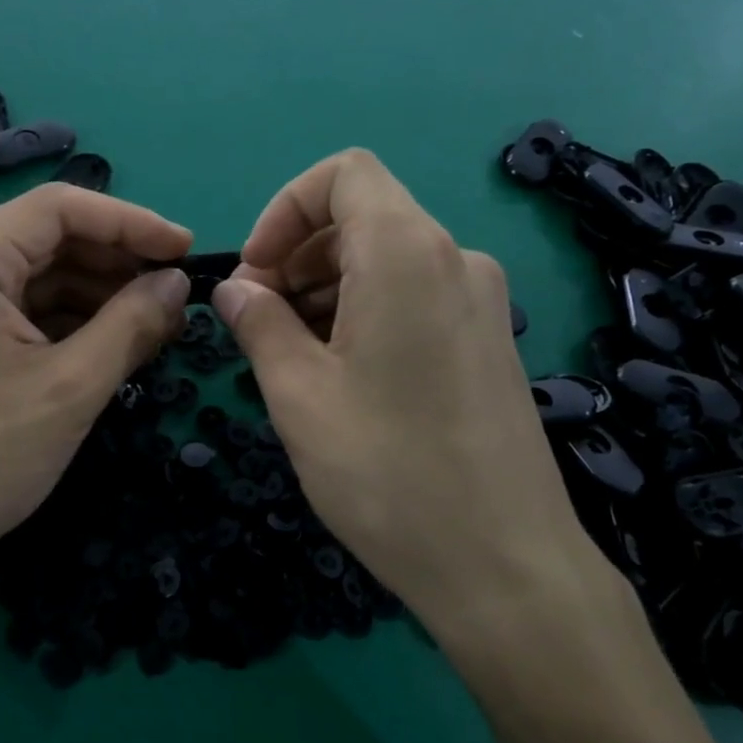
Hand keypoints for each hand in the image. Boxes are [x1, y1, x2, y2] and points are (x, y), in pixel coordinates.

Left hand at [0, 182, 192, 585]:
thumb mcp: (72, 387)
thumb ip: (133, 323)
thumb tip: (178, 283)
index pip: (61, 208)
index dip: (132, 223)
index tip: (185, 251)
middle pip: (51, 237)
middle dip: (118, 263)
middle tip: (176, 296)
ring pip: (41, 273)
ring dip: (100, 293)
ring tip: (157, 324)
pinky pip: (24, 305)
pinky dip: (71, 319)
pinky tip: (115, 341)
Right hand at [210, 150, 627, 662]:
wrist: (507, 568)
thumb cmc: (388, 472)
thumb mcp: (299, 394)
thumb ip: (258, 324)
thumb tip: (235, 289)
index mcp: (406, 253)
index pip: (343, 174)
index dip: (284, 210)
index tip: (257, 274)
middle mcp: (454, 259)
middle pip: (362, 216)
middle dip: (297, 253)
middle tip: (258, 321)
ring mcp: (481, 300)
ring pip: (386, 257)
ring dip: (326, 285)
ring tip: (291, 353)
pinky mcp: (489, 340)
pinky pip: (415, 294)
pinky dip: (365, 309)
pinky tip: (340, 372)